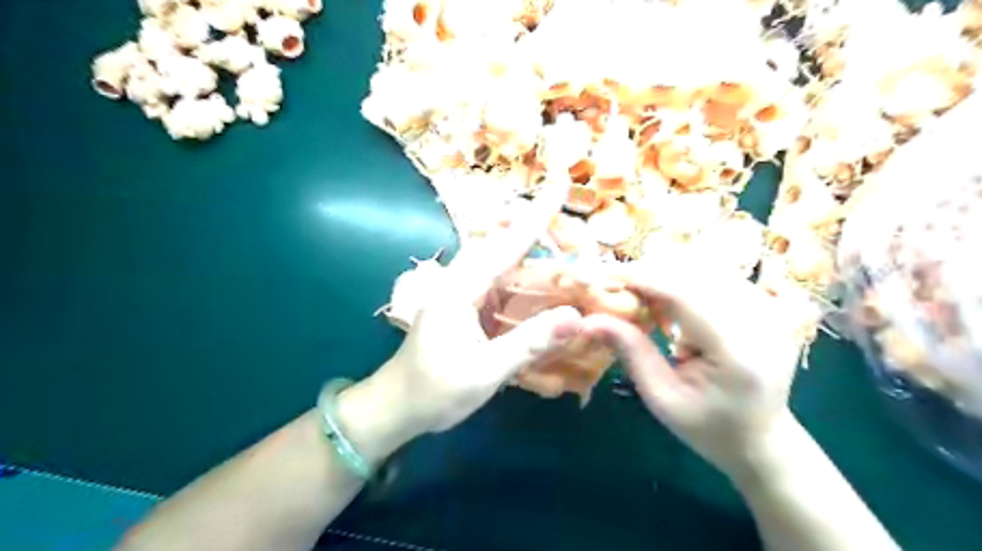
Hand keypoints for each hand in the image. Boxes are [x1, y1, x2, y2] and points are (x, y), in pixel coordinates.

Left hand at [349, 180, 580, 450]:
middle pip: (504, 247)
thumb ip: (530, 342)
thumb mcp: (486, 371)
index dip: (535, 216)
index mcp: (459, 289)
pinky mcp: (467, 308)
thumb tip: (577, 317)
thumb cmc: (435, 391)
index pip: (504, 245)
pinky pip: (501, 286)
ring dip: (535, 258)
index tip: (559, 185)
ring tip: (569, 251)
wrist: (398, 407)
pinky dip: (525, 282)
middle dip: (538, 232)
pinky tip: (546, 287)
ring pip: (503, 265)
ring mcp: (463, 294)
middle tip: (575, 228)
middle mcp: (460, 282)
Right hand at [577, 267, 800, 476]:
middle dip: (651, 272)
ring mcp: (771, 311)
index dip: (643, 279)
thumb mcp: (660, 397)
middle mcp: (762, 322)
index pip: (684, 294)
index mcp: (737, 352)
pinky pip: (720, 276)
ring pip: (708, 268)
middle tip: (617, 285)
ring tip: (642, 295)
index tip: (606, 278)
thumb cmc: (707, 427)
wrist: (761, 439)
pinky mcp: (769, 306)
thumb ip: (630, 351)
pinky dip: (687, 279)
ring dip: (668, 274)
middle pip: (696, 273)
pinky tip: (671, 300)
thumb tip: (589, 320)